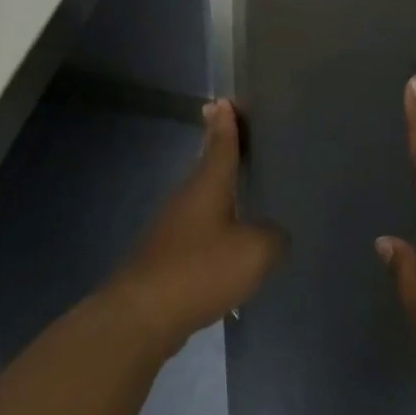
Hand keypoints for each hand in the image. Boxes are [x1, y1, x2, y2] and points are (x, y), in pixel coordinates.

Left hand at [108, 99, 285, 353]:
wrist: (143, 314)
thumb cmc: (200, 270)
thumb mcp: (254, 251)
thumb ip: (272, 237)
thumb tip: (272, 234)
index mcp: (207, 184)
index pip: (221, 143)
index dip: (228, 122)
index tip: (225, 101)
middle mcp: (187, 198)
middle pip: (209, 167)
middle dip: (223, 151)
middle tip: (241, 136)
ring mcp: (173, 227)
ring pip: (203, 200)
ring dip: (221, 193)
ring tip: (246, 192)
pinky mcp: (168, 256)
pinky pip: (199, 232)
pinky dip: (216, 229)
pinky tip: (230, 248)